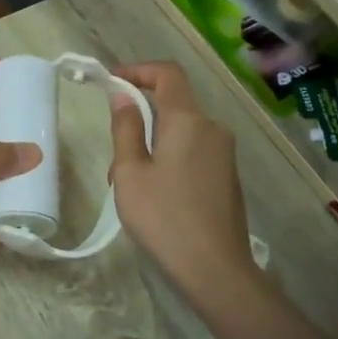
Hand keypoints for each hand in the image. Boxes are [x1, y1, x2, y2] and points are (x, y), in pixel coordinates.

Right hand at [108, 61, 256, 297]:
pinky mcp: (227, 176)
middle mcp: (213, 129)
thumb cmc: (164, 217)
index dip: (138, 70)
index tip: (110, 82)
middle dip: (139, 118)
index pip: (167, 74)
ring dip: (151, 144)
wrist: (215, 268)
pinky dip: (169, 159)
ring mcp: (224, 154)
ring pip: (181, 132)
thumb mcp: (130, 172)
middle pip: (173, 105)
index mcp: (188, 121)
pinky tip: (154, 196)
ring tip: (128, 185)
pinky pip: (193, 152)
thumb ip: (126, 128)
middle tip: (112, 154)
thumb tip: (122, 95)